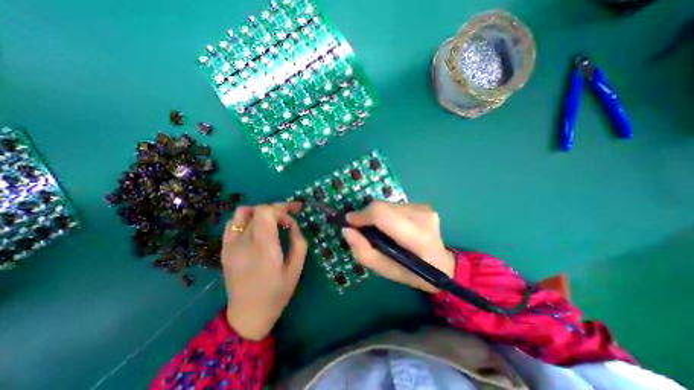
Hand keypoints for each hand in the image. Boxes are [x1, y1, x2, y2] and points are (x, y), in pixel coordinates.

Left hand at [221, 202, 307, 338]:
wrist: (248, 314)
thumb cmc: (277, 292)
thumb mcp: (296, 267)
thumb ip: (298, 241)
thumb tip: (292, 225)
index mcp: (262, 246)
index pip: (266, 212)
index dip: (281, 211)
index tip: (291, 222)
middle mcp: (243, 242)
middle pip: (258, 210)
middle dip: (276, 209)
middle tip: (291, 212)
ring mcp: (230, 244)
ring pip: (243, 212)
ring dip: (261, 212)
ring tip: (273, 219)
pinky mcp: (225, 249)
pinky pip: (233, 223)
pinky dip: (247, 219)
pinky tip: (257, 228)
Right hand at [340, 203, 456, 294]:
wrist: (443, 264)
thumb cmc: (413, 273)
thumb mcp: (385, 270)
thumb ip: (363, 251)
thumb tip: (347, 229)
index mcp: (417, 237)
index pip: (382, 214)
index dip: (362, 215)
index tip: (350, 222)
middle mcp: (422, 216)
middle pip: (382, 206)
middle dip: (367, 216)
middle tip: (363, 230)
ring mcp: (424, 208)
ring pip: (387, 205)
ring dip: (377, 216)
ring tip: (381, 231)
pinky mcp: (423, 205)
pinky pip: (395, 205)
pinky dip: (387, 214)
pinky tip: (393, 227)